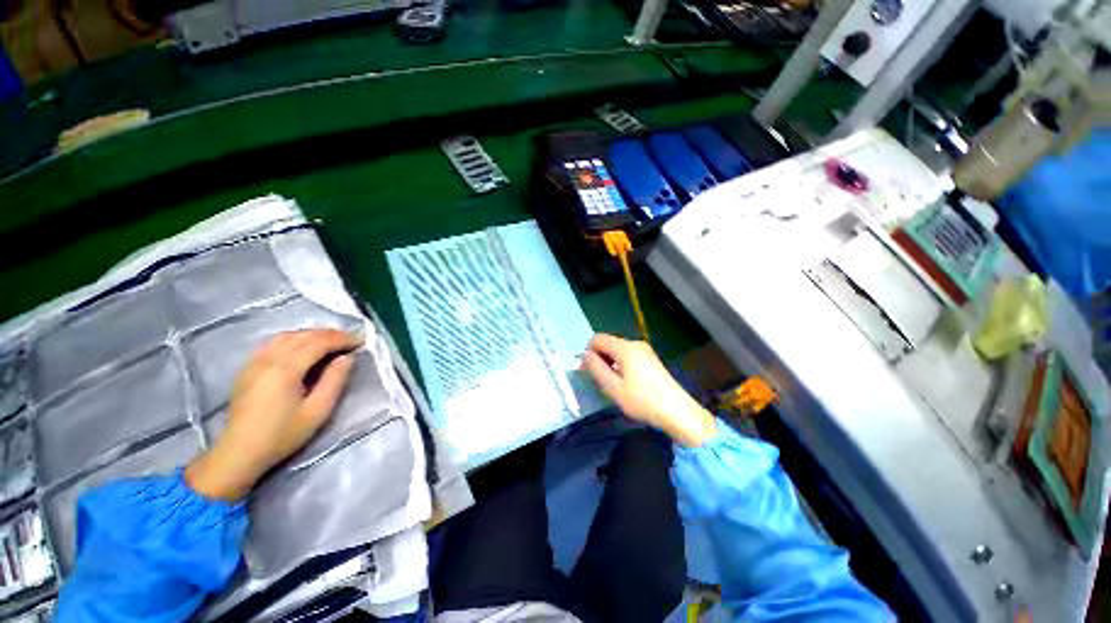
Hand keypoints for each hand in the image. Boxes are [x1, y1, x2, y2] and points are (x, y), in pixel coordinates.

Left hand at [185, 329, 362, 500]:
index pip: (319, 342)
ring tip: (331, 342)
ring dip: (312, 334)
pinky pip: (273, 342)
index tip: (361, 341)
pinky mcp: (247, 368)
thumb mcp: (318, 411)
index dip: (343, 338)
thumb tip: (348, 357)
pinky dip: (294, 339)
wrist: (239, 453)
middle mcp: (268, 359)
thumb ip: (335, 380)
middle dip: (330, 334)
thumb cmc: (282, 435)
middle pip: (303, 335)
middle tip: (350, 340)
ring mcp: (254, 362)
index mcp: (285, 370)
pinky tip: (303, 347)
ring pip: (287, 336)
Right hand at [581, 333, 716, 446]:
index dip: (588, 352)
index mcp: (625, 348)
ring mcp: (645, 351)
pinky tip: (626, 383)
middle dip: (599, 358)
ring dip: (610, 363)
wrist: (677, 411)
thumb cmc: (642, 400)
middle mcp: (635, 344)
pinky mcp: (651, 359)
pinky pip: (628, 356)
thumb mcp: (613, 387)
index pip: (598, 338)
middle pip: (608, 343)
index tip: (588, 372)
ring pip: (618, 350)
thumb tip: (585, 355)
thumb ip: (596, 368)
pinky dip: (621, 365)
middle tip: (599, 380)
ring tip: (613, 384)